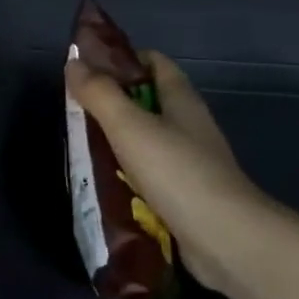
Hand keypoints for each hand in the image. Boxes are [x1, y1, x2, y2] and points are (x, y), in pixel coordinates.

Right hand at [65, 52, 279, 297]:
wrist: (225, 238)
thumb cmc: (178, 172)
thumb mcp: (130, 127)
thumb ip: (101, 95)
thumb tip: (74, 63)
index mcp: (181, 100)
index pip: (154, 62)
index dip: (123, 60)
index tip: (88, 70)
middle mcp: (190, 125)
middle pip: (149, 102)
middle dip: (113, 105)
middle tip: (76, 115)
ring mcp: (191, 162)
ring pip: (149, 142)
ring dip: (118, 145)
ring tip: (81, 152)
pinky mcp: (187, 196)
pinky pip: (152, 178)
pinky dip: (129, 179)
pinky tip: (105, 188)